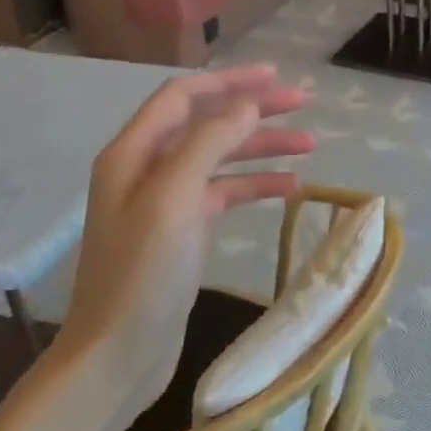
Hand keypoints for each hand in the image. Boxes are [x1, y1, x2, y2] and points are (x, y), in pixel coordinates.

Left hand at [62, 65, 313, 401]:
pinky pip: (225, 194)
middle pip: (207, 123)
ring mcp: (167, 201)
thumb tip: (247, 103)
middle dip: (255, 111)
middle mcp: (147, 168)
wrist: (119, 353)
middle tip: (305, 105)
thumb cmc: (142, 273)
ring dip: (262, 148)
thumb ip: (209, 142)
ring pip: (221, 158)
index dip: (231, 81)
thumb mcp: (175, 199)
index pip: (185, 96)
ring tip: (311, 146)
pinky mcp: (184, 231)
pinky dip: (256, 185)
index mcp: (134, 152)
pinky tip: (290, 187)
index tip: (278, 77)